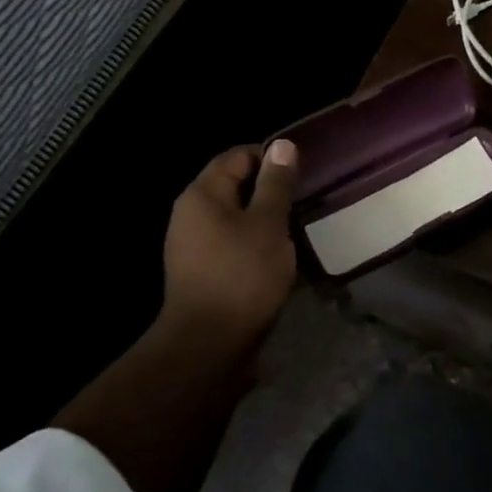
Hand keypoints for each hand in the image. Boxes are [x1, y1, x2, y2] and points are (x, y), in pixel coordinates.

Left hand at [161, 139, 299, 343]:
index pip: (238, 156)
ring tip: (294, 230)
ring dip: (263, 219)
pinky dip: (253, 243)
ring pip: (234, 216)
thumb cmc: (242, 275)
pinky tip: (275, 258)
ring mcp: (191, 245)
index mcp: (202, 194)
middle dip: (269, 190)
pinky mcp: (199, 272)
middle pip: (233, 185)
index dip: (270, 159)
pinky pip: (230, 243)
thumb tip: (282, 145)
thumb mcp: (269, 224)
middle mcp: (189, 214)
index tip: (301, 174)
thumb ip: (276, 184)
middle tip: (302, 202)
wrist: (207, 346)